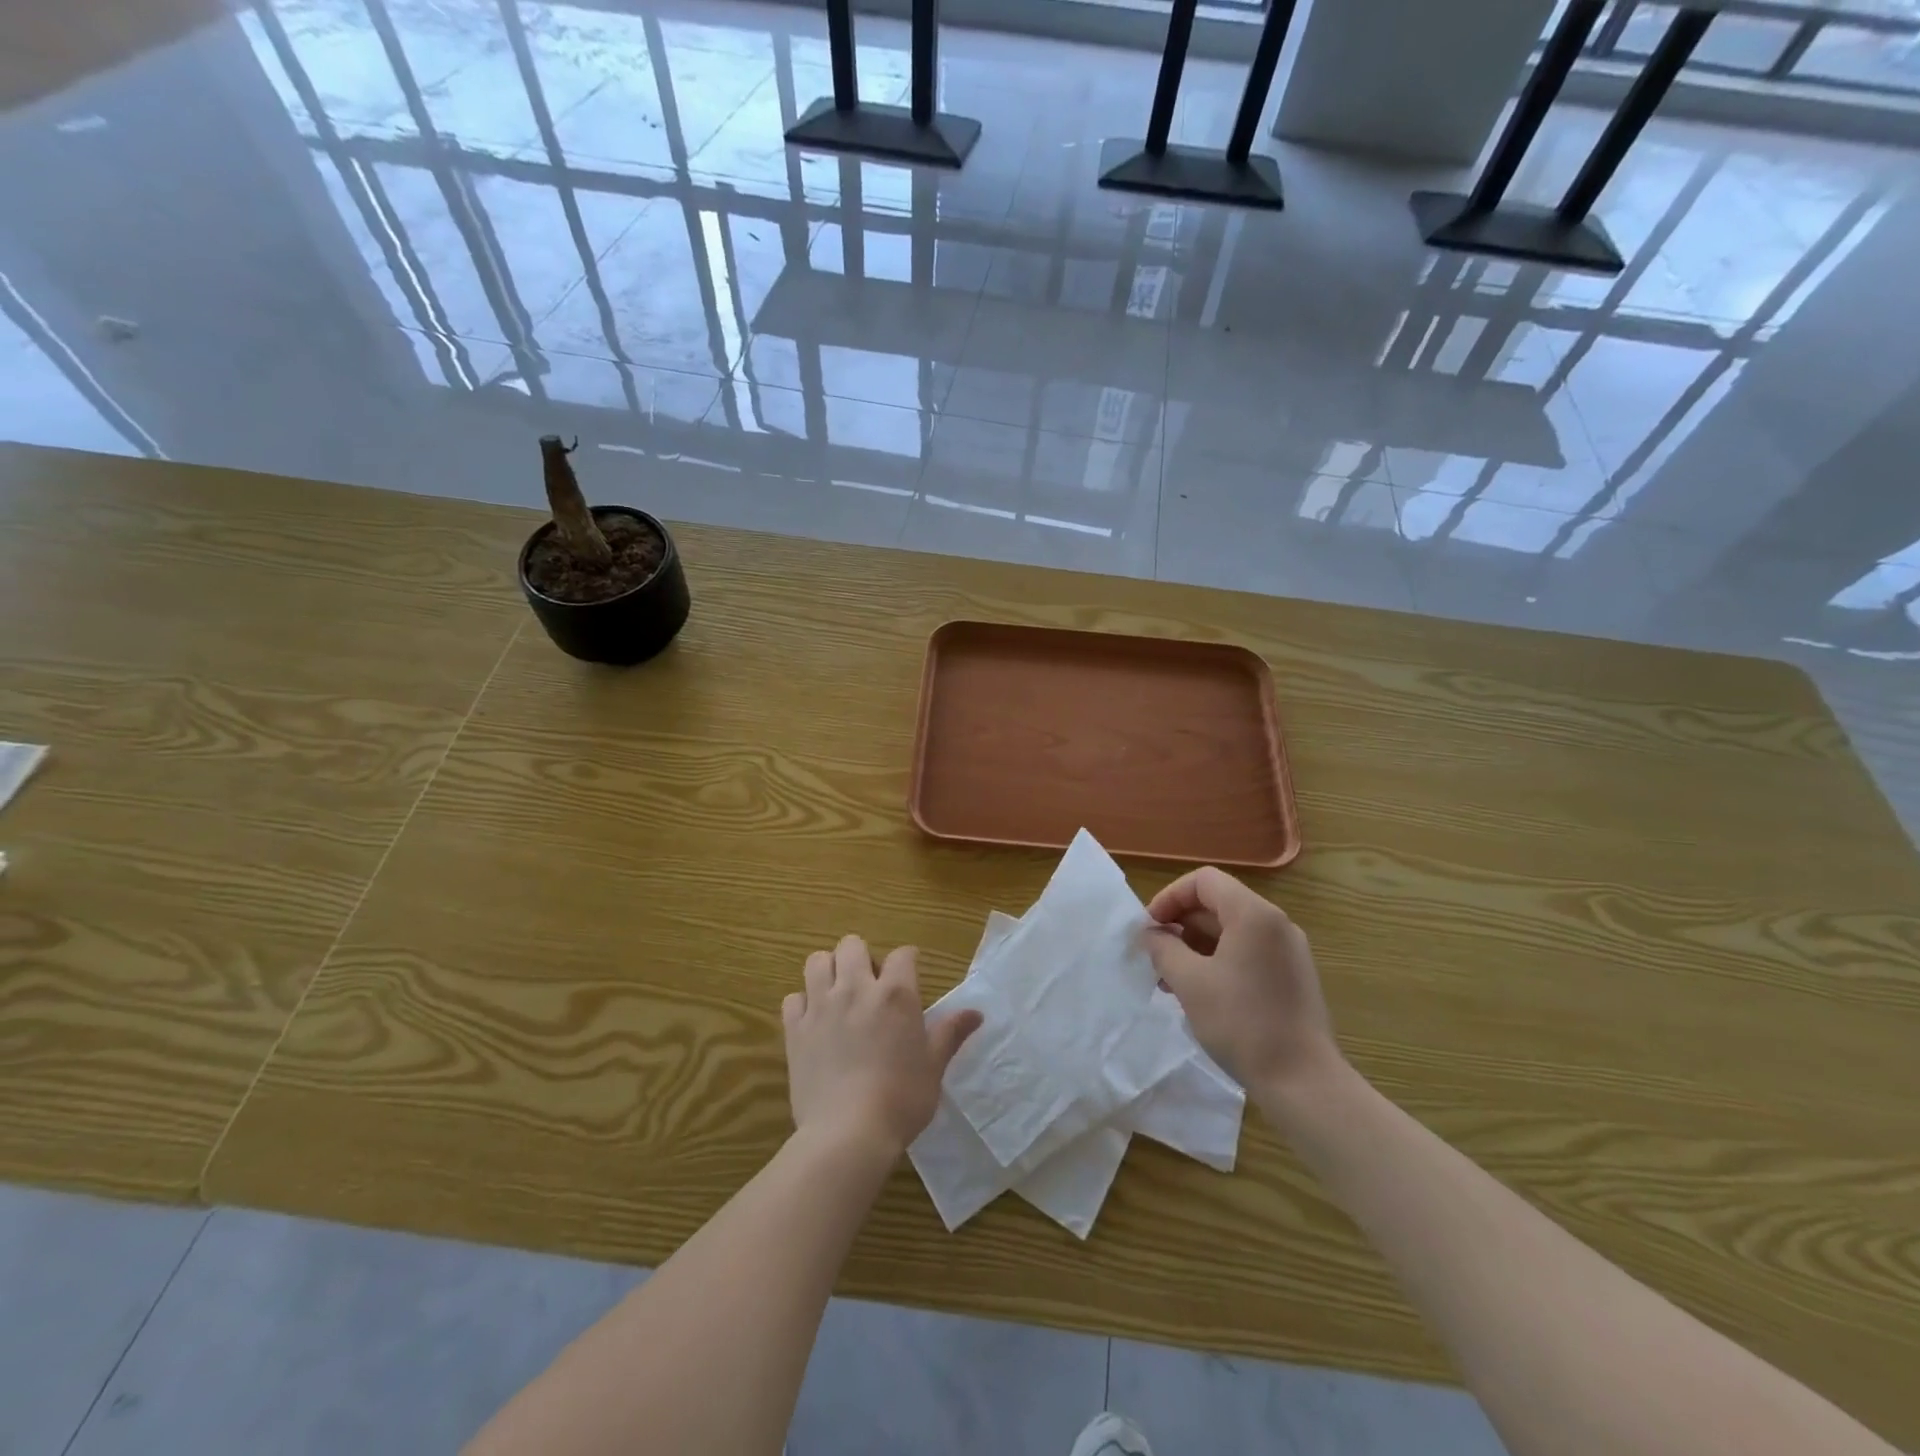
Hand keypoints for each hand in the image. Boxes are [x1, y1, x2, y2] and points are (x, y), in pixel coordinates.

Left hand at [783, 935, 982, 1159]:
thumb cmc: (901, 1099)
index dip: (908, 961)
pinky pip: (793, 998)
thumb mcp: (934, 1066)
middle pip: (852, 944)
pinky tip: (814, 1022)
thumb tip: (976, 1012)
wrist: (848, 1134)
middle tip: (870, 985)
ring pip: (818, 961)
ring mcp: (821, 1006)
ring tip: (838, 993)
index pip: (903, 954)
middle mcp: (856, 989)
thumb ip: (950, 1033)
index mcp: (895, 994)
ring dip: (829, 970)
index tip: (910, 975)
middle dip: (862, 956)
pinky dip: (803, 1003)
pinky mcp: (795, 1029)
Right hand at [1144, 867, 1341, 1096]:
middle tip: (1155, 957)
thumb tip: (1152, 933)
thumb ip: (1164, 948)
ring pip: (1231, 931)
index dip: (1169, 898)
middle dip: (1180, 925)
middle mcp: (1276, 924)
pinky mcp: (1293, 976)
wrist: (1304, 1083)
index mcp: (1254, 914)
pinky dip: (1218, 961)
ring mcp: (1289, 951)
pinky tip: (1201, 993)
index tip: (1149, 930)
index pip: (1203, 881)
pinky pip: (1248, 952)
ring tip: (1171, 980)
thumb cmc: (1242, 1024)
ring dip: (1196, 946)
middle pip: (1218, 904)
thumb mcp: (1190, 982)